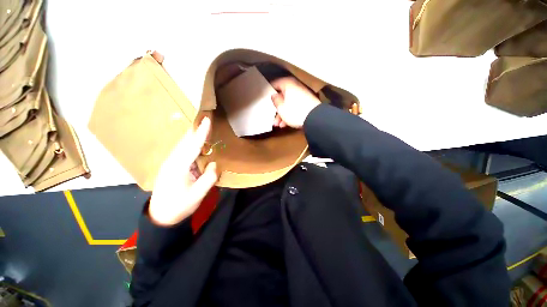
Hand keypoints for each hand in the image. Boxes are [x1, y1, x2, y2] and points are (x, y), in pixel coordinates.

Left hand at [148, 117, 217, 226]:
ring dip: (193, 136)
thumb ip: (209, 178)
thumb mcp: (198, 195)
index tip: (207, 120)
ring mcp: (169, 163)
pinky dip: (190, 144)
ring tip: (203, 128)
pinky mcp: (170, 166)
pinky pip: (182, 151)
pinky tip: (196, 144)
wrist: (161, 216)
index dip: (201, 133)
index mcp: (178, 167)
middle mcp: (172, 161)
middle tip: (206, 120)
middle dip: (195, 130)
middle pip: (185, 142)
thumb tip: (214, 164)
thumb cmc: (179, 206)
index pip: (192, 146)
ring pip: (182, 145)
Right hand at [271, 77, 320, 128]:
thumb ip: (275, 100)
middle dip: (277, 109)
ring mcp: (302, 96)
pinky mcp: (307, 105)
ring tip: (278, 125)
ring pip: (289, 104)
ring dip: (282, 115)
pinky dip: (290, 115)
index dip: (270, 90)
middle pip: (283, 97)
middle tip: (273, 117)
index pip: (276, 83)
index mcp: (288, 85)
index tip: (266, 96)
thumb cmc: (295, 112)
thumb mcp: (281, 107)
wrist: (315, 118)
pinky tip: (286, 125)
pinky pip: (295, 108)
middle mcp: (296, 88)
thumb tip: (274, 95)